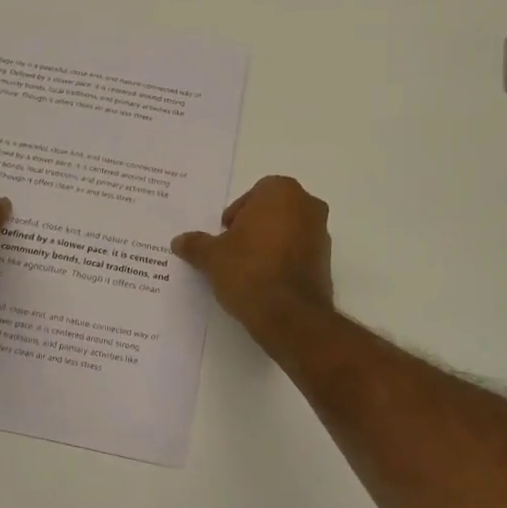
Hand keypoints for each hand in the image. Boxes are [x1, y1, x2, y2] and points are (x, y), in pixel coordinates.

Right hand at [172, 176, 333, 337]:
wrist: (289, 315)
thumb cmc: (249, 270)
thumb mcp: (212, 256)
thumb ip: (196, 244)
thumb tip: (179, 241)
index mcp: (282, 192)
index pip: (254, 193)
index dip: (237, 213)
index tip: (225, 234)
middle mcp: (308, 206)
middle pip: (273, 210)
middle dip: (254, 225)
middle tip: (233, 249)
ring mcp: (322, 234)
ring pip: (289, 230)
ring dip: (270, 242)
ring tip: (248, 268)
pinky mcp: (327, 261)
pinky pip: (299, 252)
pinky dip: (284, 260)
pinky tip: (265, 280)